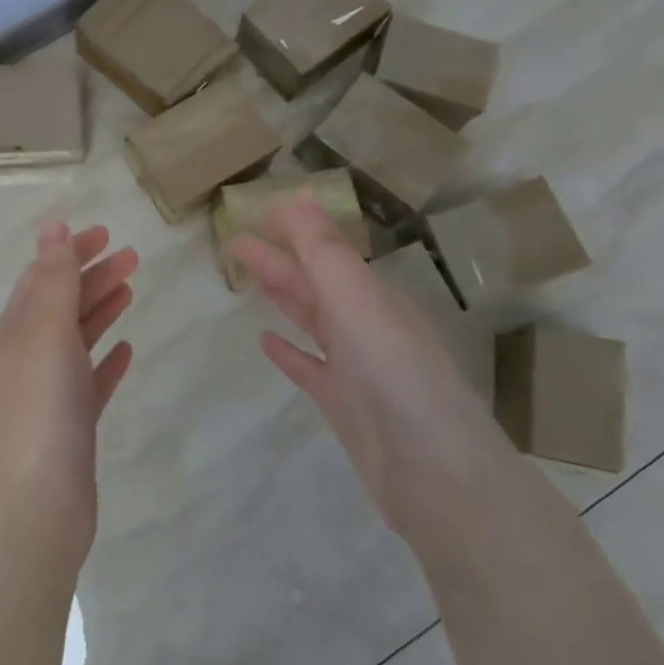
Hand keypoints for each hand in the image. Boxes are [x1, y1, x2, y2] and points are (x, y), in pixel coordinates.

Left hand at [0, 222, 136, 563]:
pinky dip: (107, 360)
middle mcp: (30, 354)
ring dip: (101, 310)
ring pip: (77, 338)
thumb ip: (54, 278)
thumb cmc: (41, 403)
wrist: (36, 500)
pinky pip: (91, 379)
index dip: (71, 251)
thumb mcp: (47, 330)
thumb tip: (52, 226)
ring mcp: (50, 390)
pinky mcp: (72, 423)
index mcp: (18, 328)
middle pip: (63, 303)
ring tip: (131, 289)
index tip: (106, 232)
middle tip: (133, 256)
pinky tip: (127, 351)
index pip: (44, 275)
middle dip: (93, 275)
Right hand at [227, 192, 504, 534]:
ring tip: (246, 276)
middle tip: (233, 241)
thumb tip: (298, 195)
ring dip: (280, 295)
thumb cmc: (392, 371)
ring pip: (310, 319)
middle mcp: (366, 324)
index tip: (257, 210)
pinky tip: (264, 341)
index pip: (326, 250)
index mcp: (373, 295)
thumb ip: (322, 250)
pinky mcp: (343, 403)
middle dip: (276, 259)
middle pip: (313, 282)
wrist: (430, 469)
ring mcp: (355, 366)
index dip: (294, 229)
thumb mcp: (356, 299)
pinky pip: (309, 367)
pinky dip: (288, 351)